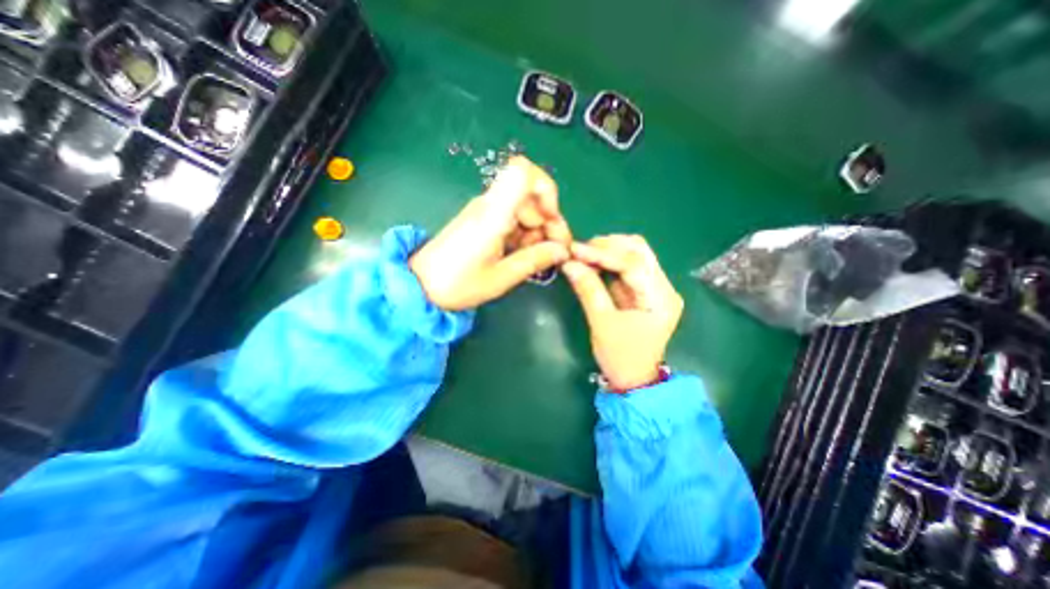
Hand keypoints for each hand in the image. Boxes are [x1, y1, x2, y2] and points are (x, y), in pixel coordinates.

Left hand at [412, 156, 572, 313]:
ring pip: (524, 210)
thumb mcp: (501, 277)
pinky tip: (524, 256)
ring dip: (538, 232)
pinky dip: (525, 236)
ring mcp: (486, 212)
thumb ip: (534, 260)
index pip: (523, 172)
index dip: (545, 189)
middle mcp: (490, 205)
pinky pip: (513, 221)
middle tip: (555, 252)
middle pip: (531, 196)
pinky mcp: (483, 222)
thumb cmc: (458, 284)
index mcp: (493, 214)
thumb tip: (561, 250)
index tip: (550, 219)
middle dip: (549, 222)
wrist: (420, 286)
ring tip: (539, 260)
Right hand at [561, 235, 686, 390]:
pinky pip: (629, 266)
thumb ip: (588, 290)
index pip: (633, 264)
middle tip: (579, 250)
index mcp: (660, 299)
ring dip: (609, 250)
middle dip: (608, 246)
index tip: (576, 249)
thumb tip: (569, 264)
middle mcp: (665, 288)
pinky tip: (593, 262)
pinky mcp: (646, 290)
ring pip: (636, 254)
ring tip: (583, 254)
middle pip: (640, 251)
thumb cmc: (620, 357)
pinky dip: (610, 260)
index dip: (603, 253)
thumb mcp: (601, 323)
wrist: (634, 379)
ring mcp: (657, 288)